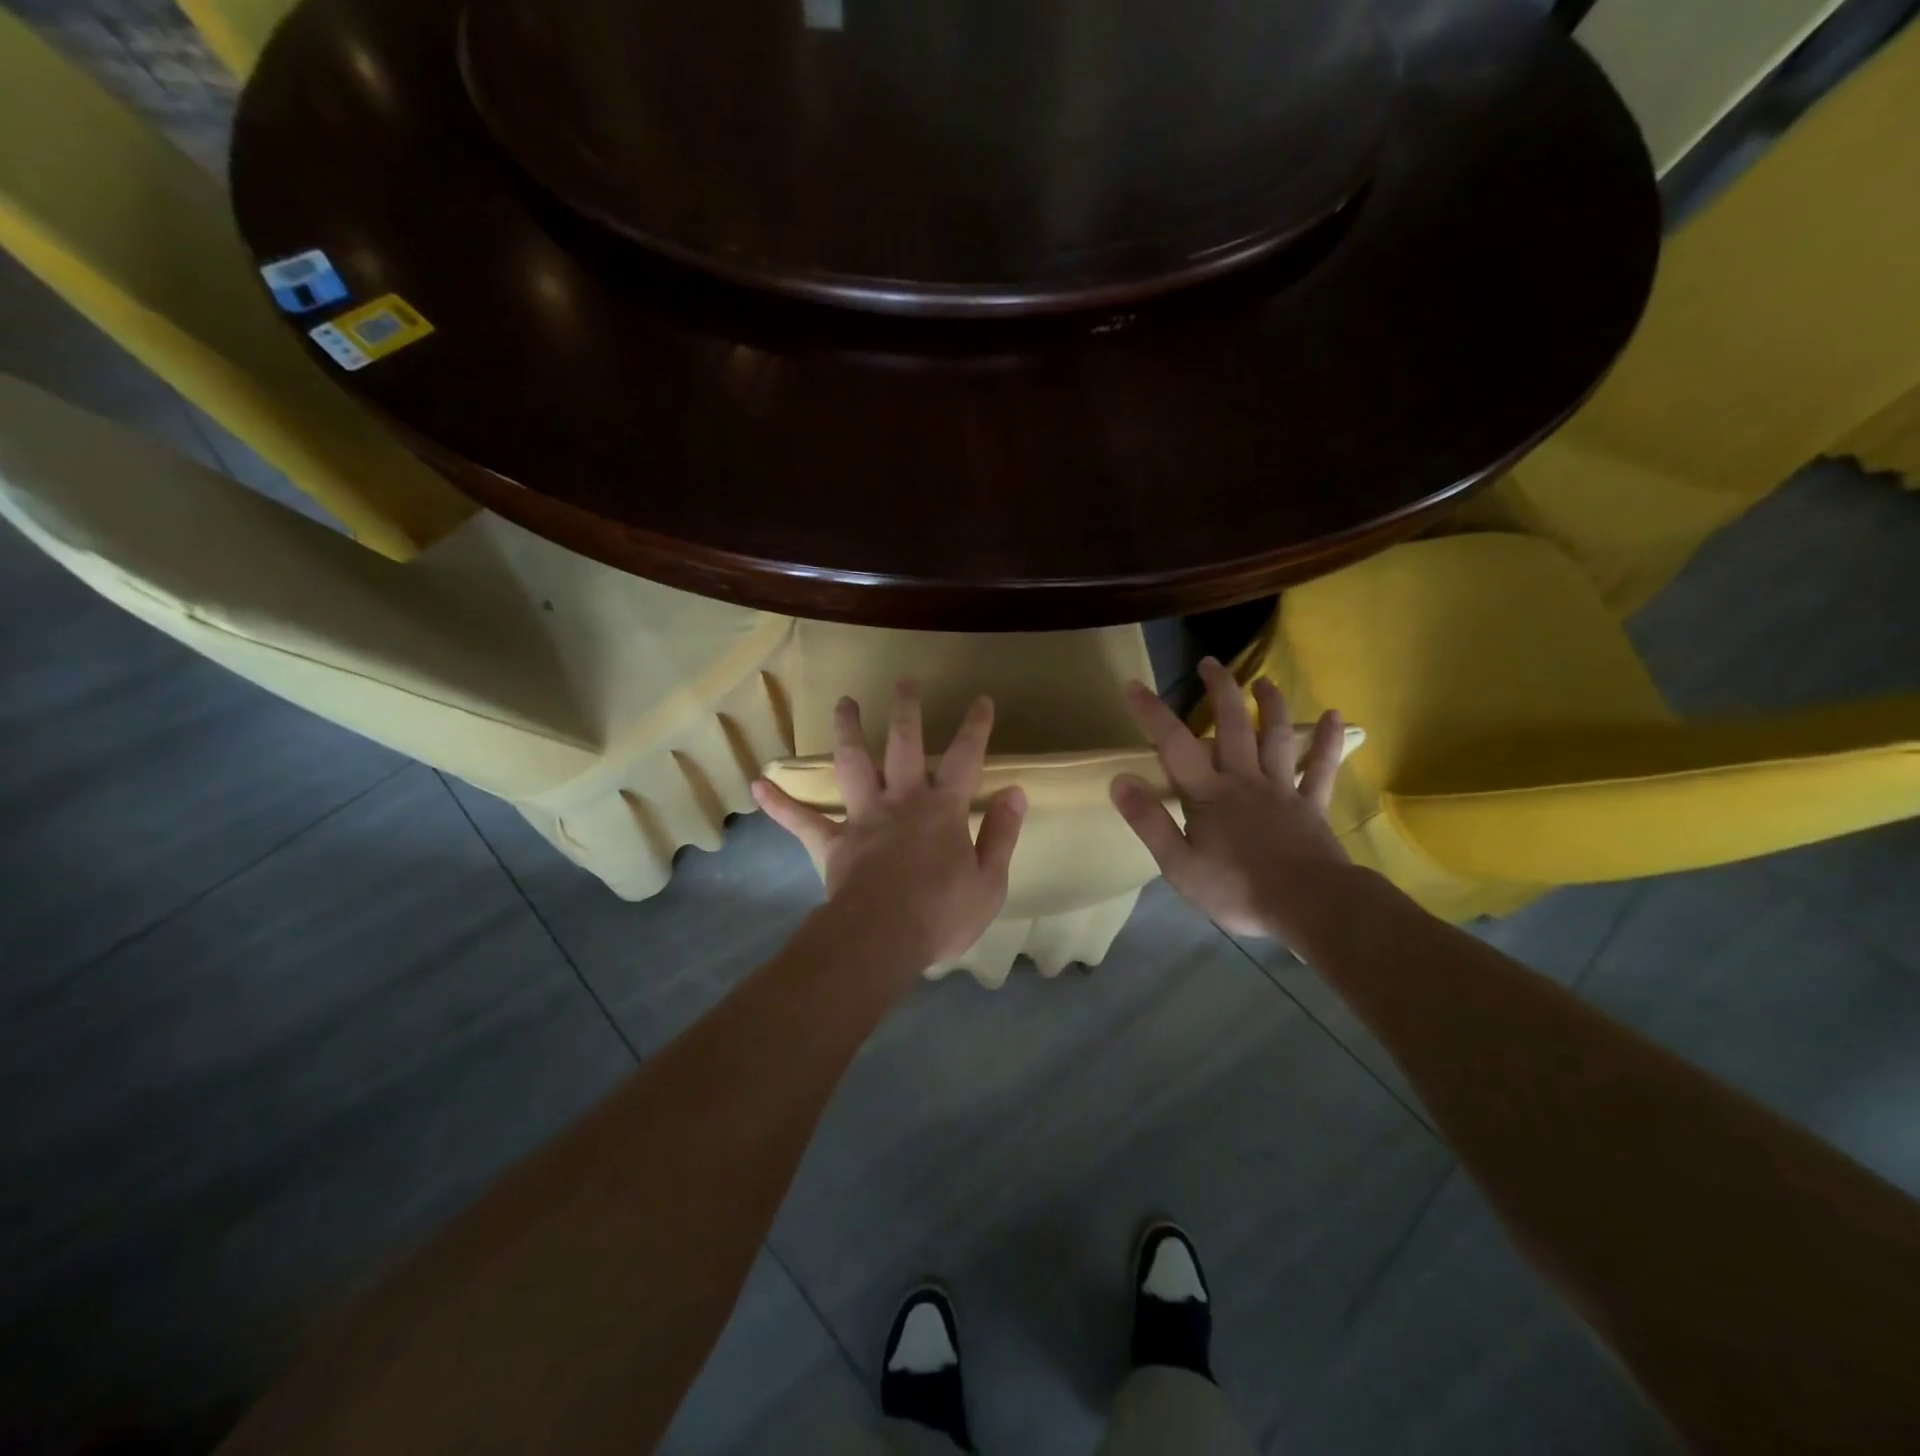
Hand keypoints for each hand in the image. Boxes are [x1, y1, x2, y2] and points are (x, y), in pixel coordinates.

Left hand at [753, 680, 1027, 975]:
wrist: (882, 939)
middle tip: (905, 681)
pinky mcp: (832, 842)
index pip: (965, 758)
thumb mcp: (989, 881)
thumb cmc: (941, 913)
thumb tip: (1015, 792)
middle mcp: (901, 801)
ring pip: (853, 763)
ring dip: (847, 730)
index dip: (975, 728)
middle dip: (906, 709)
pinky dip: (779, 803)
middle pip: (903, 744)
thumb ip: (1001, 834)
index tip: (981, 700)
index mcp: (942, 810)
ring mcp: (863, 818)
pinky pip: (801, 820)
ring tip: (843, 702)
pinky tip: (757, 784)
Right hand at [1111, 658, 1350, 939]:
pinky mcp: (1312, 806)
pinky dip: (1327, 741)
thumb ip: (1149, 821)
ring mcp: (1283, 790)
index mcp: (1209, 794)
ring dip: (1270, 706)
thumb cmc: (1237, 890)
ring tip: (1263, 681)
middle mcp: (1245, 781)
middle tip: (1209, 663)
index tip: (1133, 684)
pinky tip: (1334, 716)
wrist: (1308, 907)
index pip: (1174, 745)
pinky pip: (1322, 769)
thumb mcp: (1178, 865)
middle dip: (1219, 691)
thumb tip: (1119, 780)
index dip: (1152, 713)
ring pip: (1276, 738)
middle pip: (1232, 726)